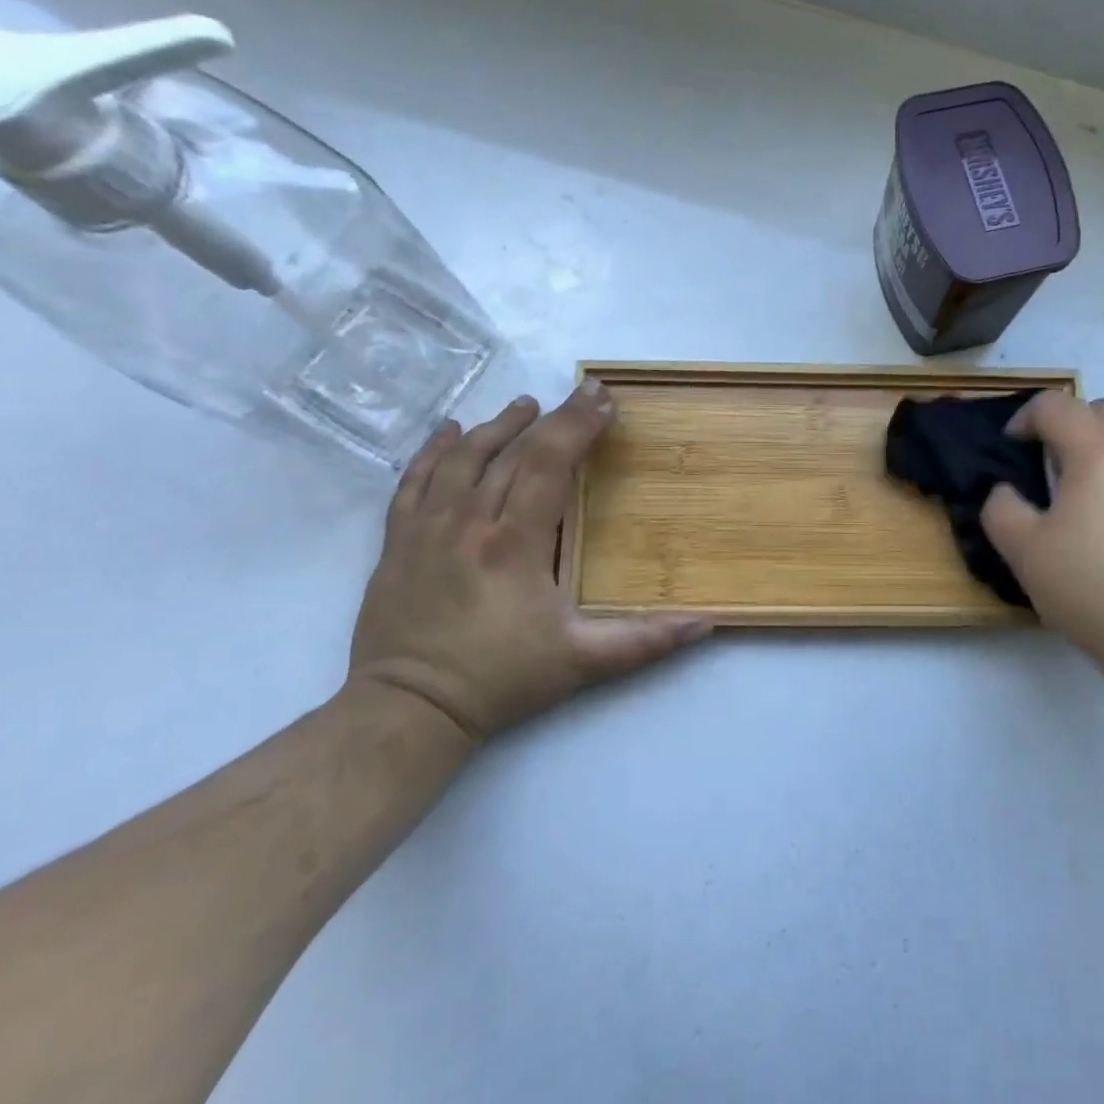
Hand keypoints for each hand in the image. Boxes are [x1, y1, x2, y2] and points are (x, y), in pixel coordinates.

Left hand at [349, 381, 712, 741]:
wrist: (407, 709)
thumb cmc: (500, 679)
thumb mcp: (580, 663)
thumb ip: (644, 641)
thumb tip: (705, 624)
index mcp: (515, 543)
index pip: (549, 464)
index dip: (577, 426)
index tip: (603, 400)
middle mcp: (469, 522)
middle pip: (511, 452)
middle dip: (551, 418)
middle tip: (581, 393)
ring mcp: (427, 528)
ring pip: (463, 458)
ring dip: (496, 426)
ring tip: (523, 405)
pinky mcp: (397, 542)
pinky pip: (413, 481)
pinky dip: (433, 451)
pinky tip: (450, 431)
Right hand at [981, 392, 1103, 671]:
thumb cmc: (1095, 589)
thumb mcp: (1025, 552)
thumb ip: (1002, 509)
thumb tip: (1008, 493)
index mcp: (1100, 450)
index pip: (1056, 405)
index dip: (1024, 418)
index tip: (1012, 448)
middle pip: (1102, 411)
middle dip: (1069, 427)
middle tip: (1049, 468)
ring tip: (1085, 502)